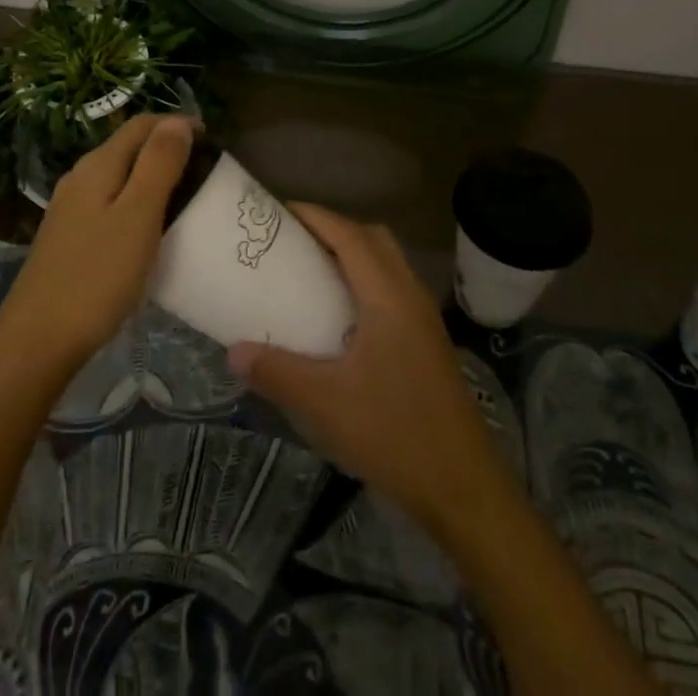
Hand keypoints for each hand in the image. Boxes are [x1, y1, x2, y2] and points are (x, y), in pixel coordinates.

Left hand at [0, 114, 193, 379]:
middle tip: (206, 173)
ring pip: (119, 176)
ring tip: (187, 199)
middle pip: (129, 147)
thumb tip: (178, 121)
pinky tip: (150, 230)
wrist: (38, 341)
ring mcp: (70, 208)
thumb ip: (158, 164)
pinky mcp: (68, 236)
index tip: (214, 143)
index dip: (178, 125)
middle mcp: (80, 177)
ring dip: (152, 177)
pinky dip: (136, 203)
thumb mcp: (138, 216)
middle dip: (167, 149)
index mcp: (98, 165)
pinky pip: (110, 203)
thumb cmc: (96, 276)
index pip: (142, 124)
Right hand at [227, 203, 510, 531]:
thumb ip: (277, 372)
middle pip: (373, 238)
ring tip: (311, 272)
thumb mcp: (325, 403)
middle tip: (293, 241)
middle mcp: (410, 294)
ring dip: (352, 254)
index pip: (350, 235)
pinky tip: (340, 317)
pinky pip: (393, 288)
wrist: (464, 487)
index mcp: (388, 296)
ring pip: (387, 263)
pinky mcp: (427, 341)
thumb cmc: (394, 433)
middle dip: (333, 229)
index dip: (315, 216)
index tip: (278, 211)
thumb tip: (234, 351)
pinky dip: (365, 281)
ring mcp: (423, 318)